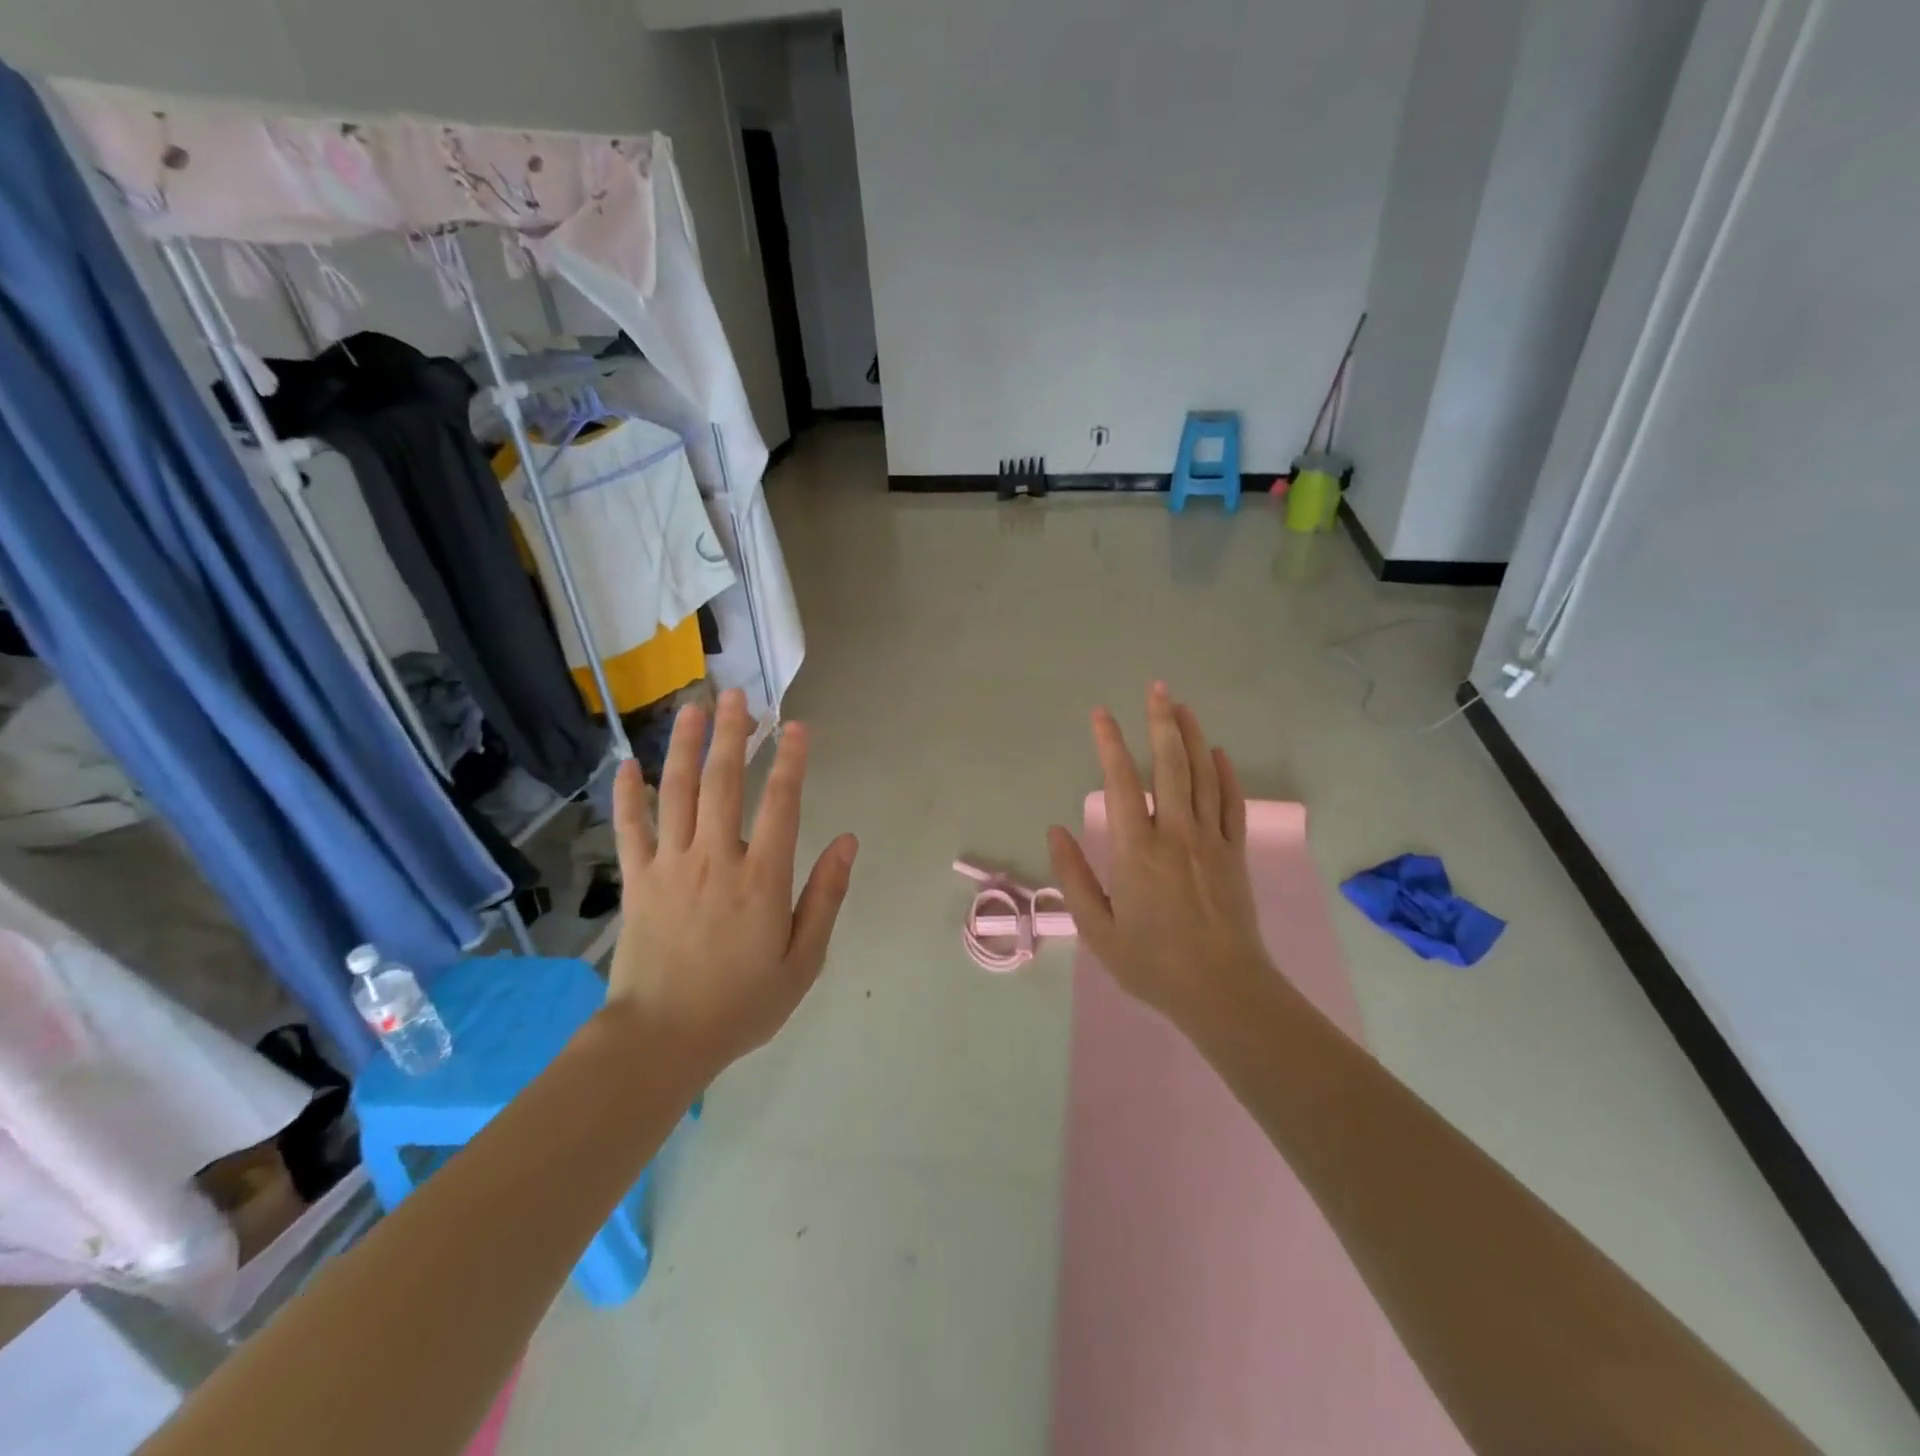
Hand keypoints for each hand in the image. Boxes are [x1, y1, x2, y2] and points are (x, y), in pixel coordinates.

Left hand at [606, 689, 858, 1077]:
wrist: (661, 1040)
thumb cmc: (742, 1004)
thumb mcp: (803, 960)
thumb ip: (825, 896)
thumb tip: (848, 841)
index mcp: (762, 878)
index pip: (781, 803)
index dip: (791, 760)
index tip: (797, 726)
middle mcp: (716, 858)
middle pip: (724, 782)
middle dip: (733, 734)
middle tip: (738, 695)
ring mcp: (670, 866)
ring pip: (678, 792)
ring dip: (686, 746)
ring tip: (693, 708)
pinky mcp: (636, 881)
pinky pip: (630, 828)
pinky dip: (629, 794)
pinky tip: (630, 764)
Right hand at [1048, 683, 1271, 1026]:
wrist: (1222, 991)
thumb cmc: (1152, 963)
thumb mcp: (1097, 929)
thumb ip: (1074, 877)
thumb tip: (1056, 831)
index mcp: (1136, 850)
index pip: (1121, 782)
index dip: (1110, 743)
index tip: (1101, 714)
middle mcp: (1175, 833)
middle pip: (1170, 765)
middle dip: (1161, 722)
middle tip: (1156, 688)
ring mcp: (1210, 840)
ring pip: (1204, 775)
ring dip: (1193, 736)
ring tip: (1182, 706)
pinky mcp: (1235, 853)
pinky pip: (1232, 803)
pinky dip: (1226, 774)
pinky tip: (1219, 753)